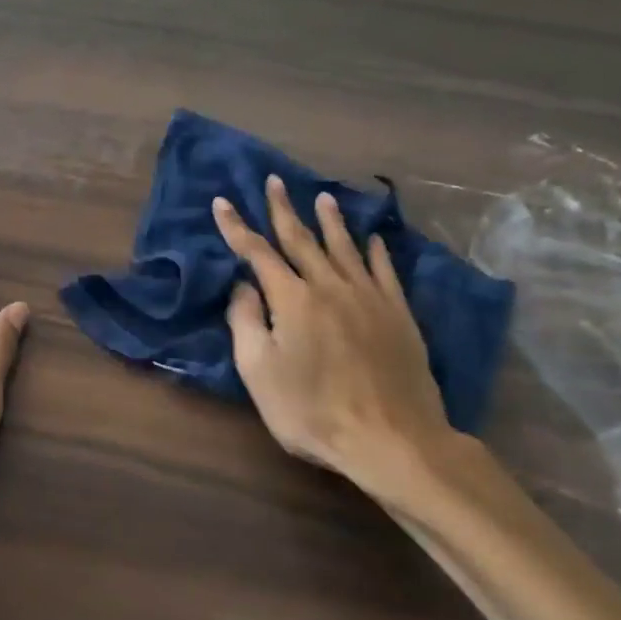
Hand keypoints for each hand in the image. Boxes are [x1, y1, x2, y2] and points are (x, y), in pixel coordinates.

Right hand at [212, 175, 476, 516]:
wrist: (391, 438)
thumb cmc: (312, 410)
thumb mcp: (258, 372)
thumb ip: (245, 322)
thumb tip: (243, 285)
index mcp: (292, 298)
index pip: (258, 252)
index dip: (236, 227)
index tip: (222, 202)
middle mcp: (329, 286)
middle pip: (302, 239)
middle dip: (283, 209)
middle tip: (274, 181)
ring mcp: (368, 297)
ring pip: (345, 247)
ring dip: (331, 220)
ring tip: (323, 197)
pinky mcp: (398, 314)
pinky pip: (385, 271)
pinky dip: (376, 251)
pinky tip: (374, 239)